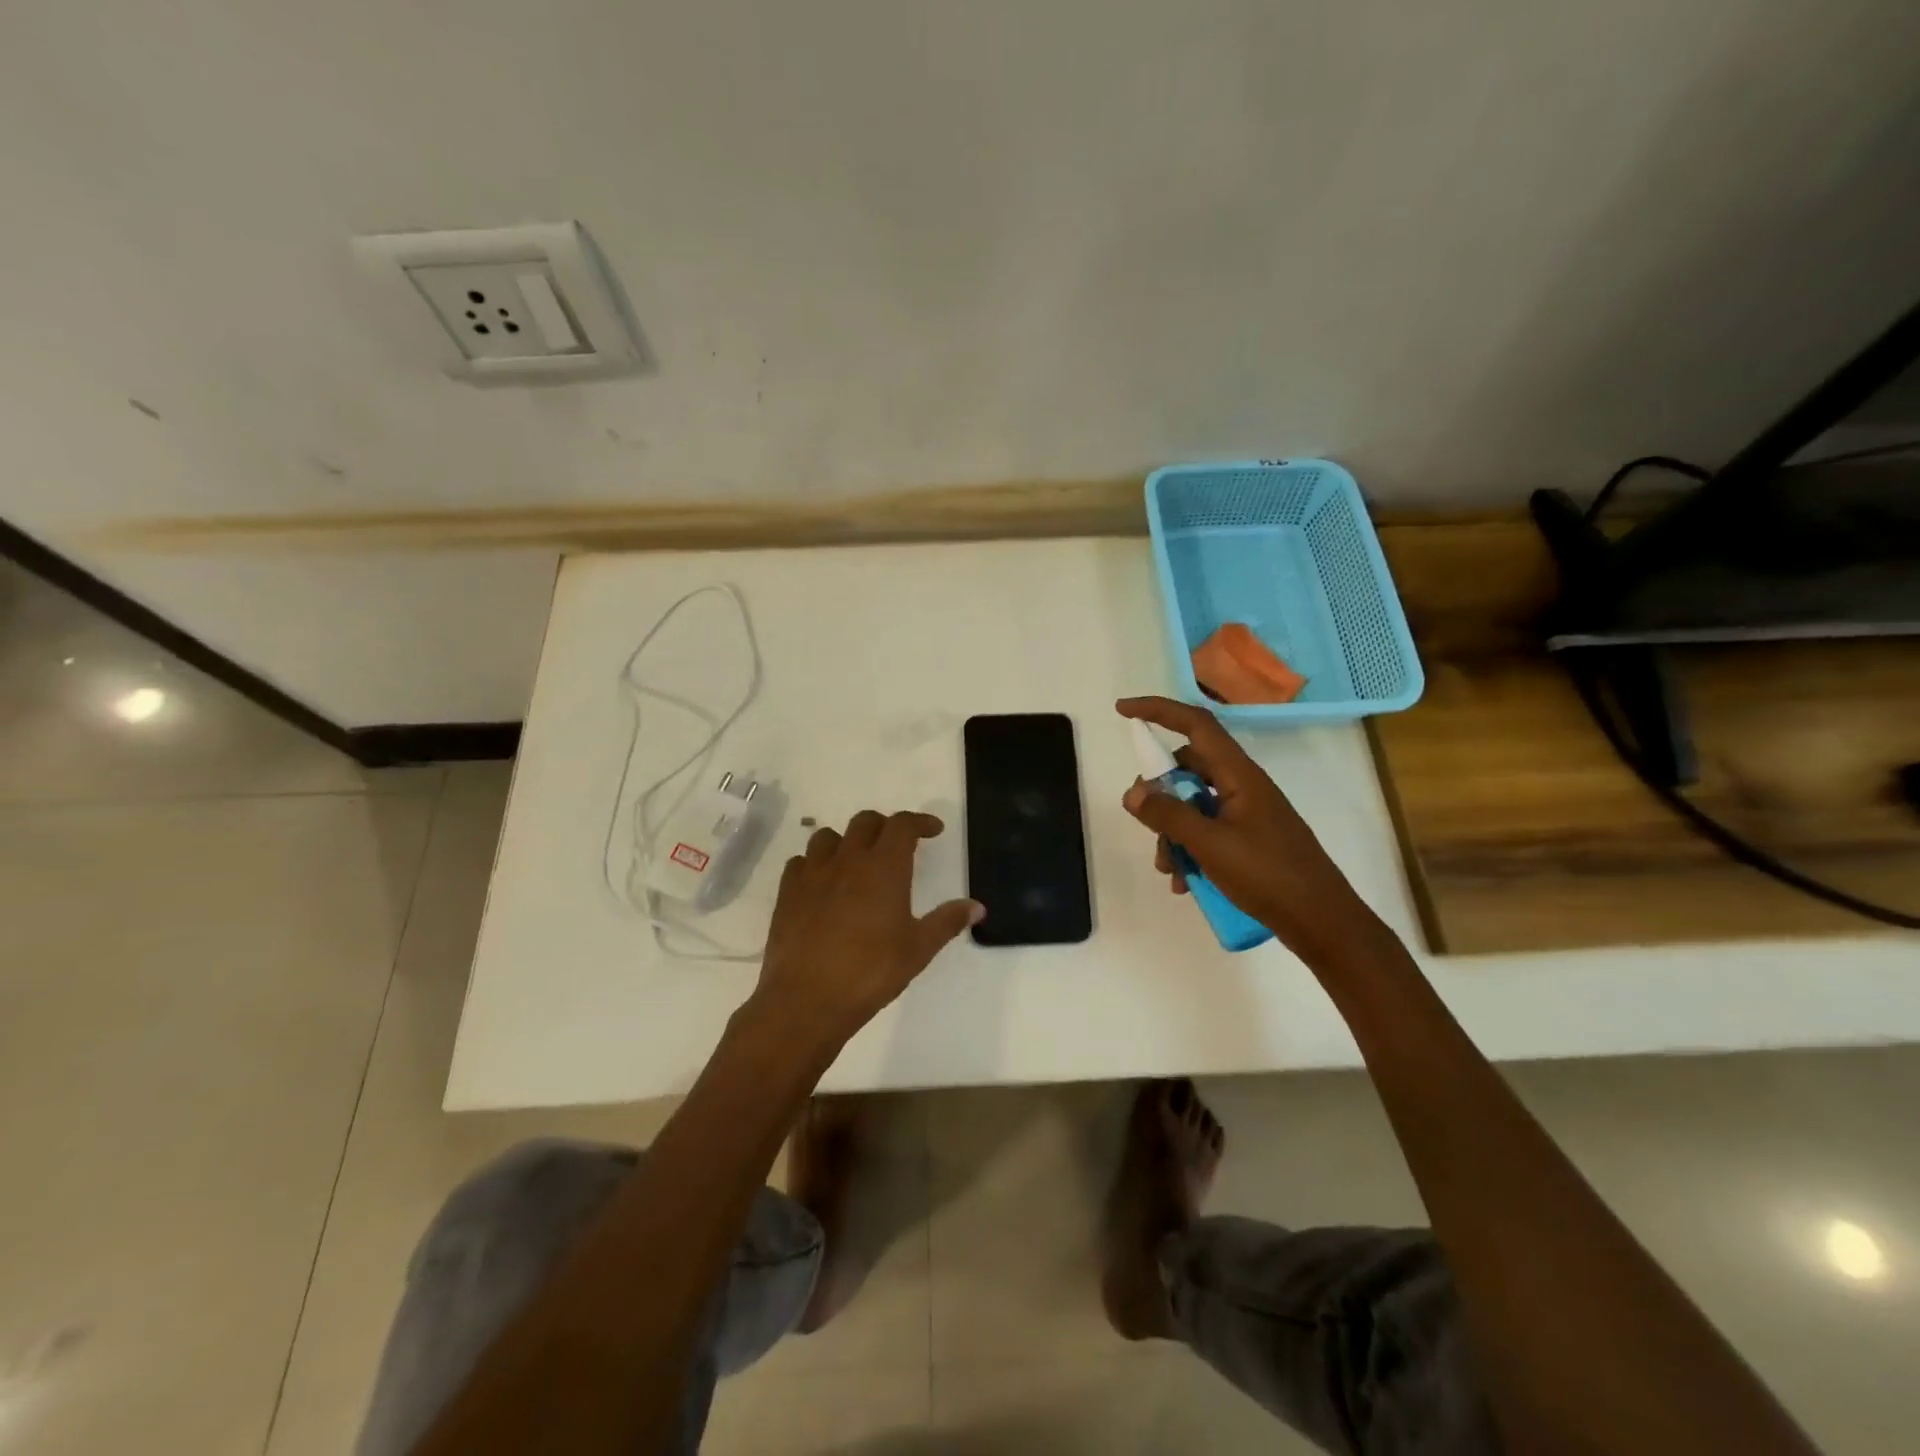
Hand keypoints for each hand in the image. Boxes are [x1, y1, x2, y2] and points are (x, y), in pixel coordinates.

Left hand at [749, 810, 981, 1053]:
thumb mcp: (918, 949)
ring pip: (827, 836)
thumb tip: (977, 907)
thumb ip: (947, 922)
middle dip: (885, 826)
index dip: (920, 821)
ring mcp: (813, 873)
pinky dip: (815, 863)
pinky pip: (801, 862)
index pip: (902, 825)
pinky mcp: (787, 892)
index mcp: (884, 867)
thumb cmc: (870, 972)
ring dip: (846, 841)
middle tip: (897, 845)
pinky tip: (822, 884)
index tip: (933, 830)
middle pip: (865, 822)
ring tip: (856, 861)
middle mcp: (848, 859)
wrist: (806, 999)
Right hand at [1116, 696, 1383, 970]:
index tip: (1123, 711)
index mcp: (1239, 775)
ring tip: (1169, 869)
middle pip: (1188, 769)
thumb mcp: (1209, 845)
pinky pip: (1206, 832)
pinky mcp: (1249, 840)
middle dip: (1159, 795)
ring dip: (1172, 832)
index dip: (1158, 711)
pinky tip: (1185, 883)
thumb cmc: (1268, 875)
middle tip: (1144, 821)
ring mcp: (1247, 814)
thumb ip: (1168, 815)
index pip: (1195, 725)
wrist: (1322, 922)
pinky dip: (1189, 851)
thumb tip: (1134, 791)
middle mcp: (1243, 786)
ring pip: (1193, 806)